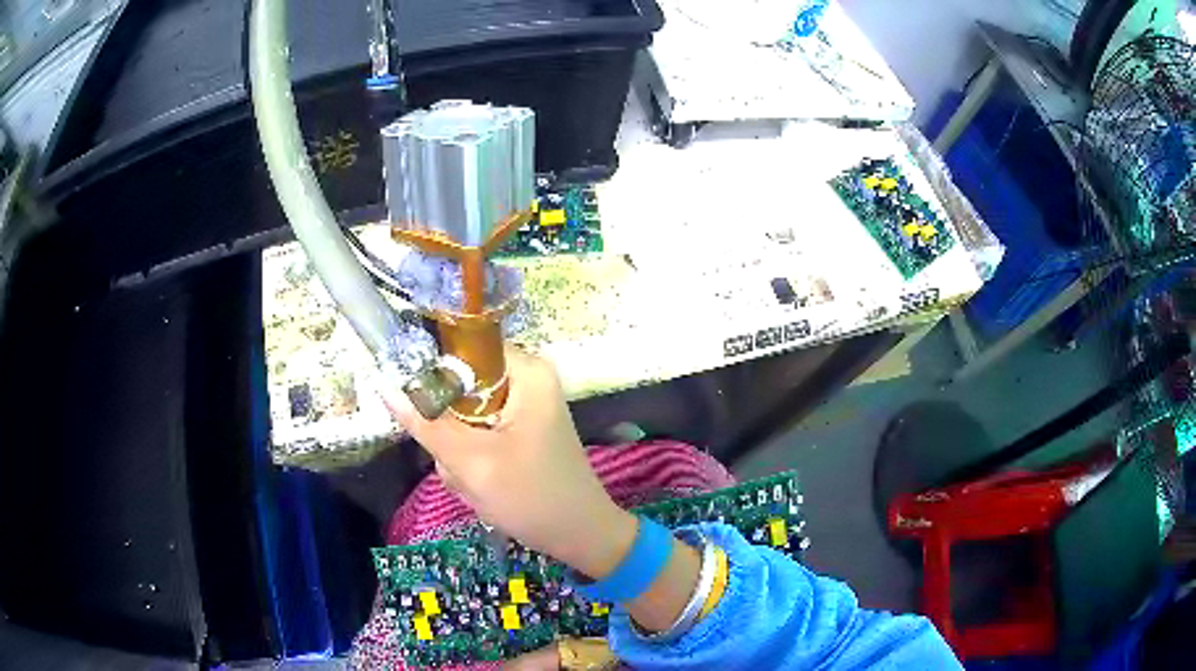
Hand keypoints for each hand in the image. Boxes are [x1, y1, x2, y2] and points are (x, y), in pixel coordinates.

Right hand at [384, 346, 636, 577]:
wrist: (579, 536)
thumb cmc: (532, 497)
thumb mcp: (472, 462)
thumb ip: (426, 423)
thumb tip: (383, 385)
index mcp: (525, 371)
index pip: (461, 347)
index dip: (433, 376)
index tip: (424, 413)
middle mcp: (526, 379)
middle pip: (458, 387)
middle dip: (449, 431)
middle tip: (463, 465)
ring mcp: (522, 407)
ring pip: (462, 416)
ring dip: (459, 453)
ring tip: (476, 481)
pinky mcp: (518, 431)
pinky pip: (476, 434)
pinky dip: (472, 461)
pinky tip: (484, 485)